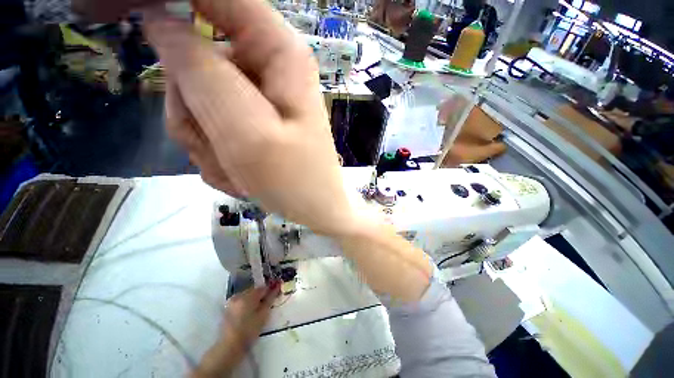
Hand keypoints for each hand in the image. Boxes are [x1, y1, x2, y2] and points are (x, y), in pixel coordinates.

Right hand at [144, 0, 359, 235]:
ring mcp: (257, 98)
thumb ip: (200, 71)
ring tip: (235, 169)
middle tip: (217, 146)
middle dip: (193, 109)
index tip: (154, 35)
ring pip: (197, 99)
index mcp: (280, 53)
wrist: (314, 209)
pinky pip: (211, 127)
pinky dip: (218, 155)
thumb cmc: (295, 179)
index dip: (177, 5)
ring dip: (205, 141)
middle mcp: (268, 69)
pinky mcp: (251, 123)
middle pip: (195, 56)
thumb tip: (161, 21)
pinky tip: (241, 176)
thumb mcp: (247, 130)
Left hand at [220, 283, 279, 355]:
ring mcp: (232, 301)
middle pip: (254, 290)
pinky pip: (241, 301)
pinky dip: (246, 304)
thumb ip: (270, 299)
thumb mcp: (263, 315)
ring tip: (258, 310)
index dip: (270, 291)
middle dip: (261, 295)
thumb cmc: (249, 331)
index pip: (263, 288)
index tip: (275, 295)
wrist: (229, 346)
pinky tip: (249, 313)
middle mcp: (239, 295)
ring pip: (247, 295)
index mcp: (248, 295)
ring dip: (254, 300)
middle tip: (266, 305)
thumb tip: (276, 287)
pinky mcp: (228, 308)